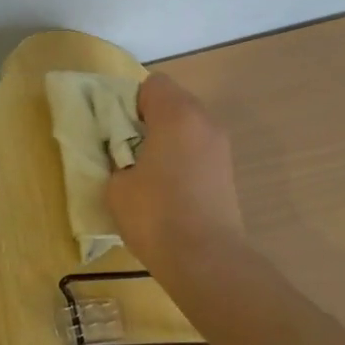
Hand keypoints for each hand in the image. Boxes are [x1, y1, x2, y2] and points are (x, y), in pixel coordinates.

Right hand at [106, 72, 246, 277]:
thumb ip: (116, 159)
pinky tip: (170, 189)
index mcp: (176, 114)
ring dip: (168, 139)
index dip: (131, 102)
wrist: (206, 260)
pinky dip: (183, 158)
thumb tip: (125, 159)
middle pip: (173, 101)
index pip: (153, 84)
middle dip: (149, 119)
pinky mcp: (227, 170)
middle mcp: (204, 120)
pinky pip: (198, 149)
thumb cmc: (156, 215)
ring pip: (187, 126)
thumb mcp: (116, 186)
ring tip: (149, 172)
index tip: (118, 130)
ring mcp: (220, 146)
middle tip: (128, 150)